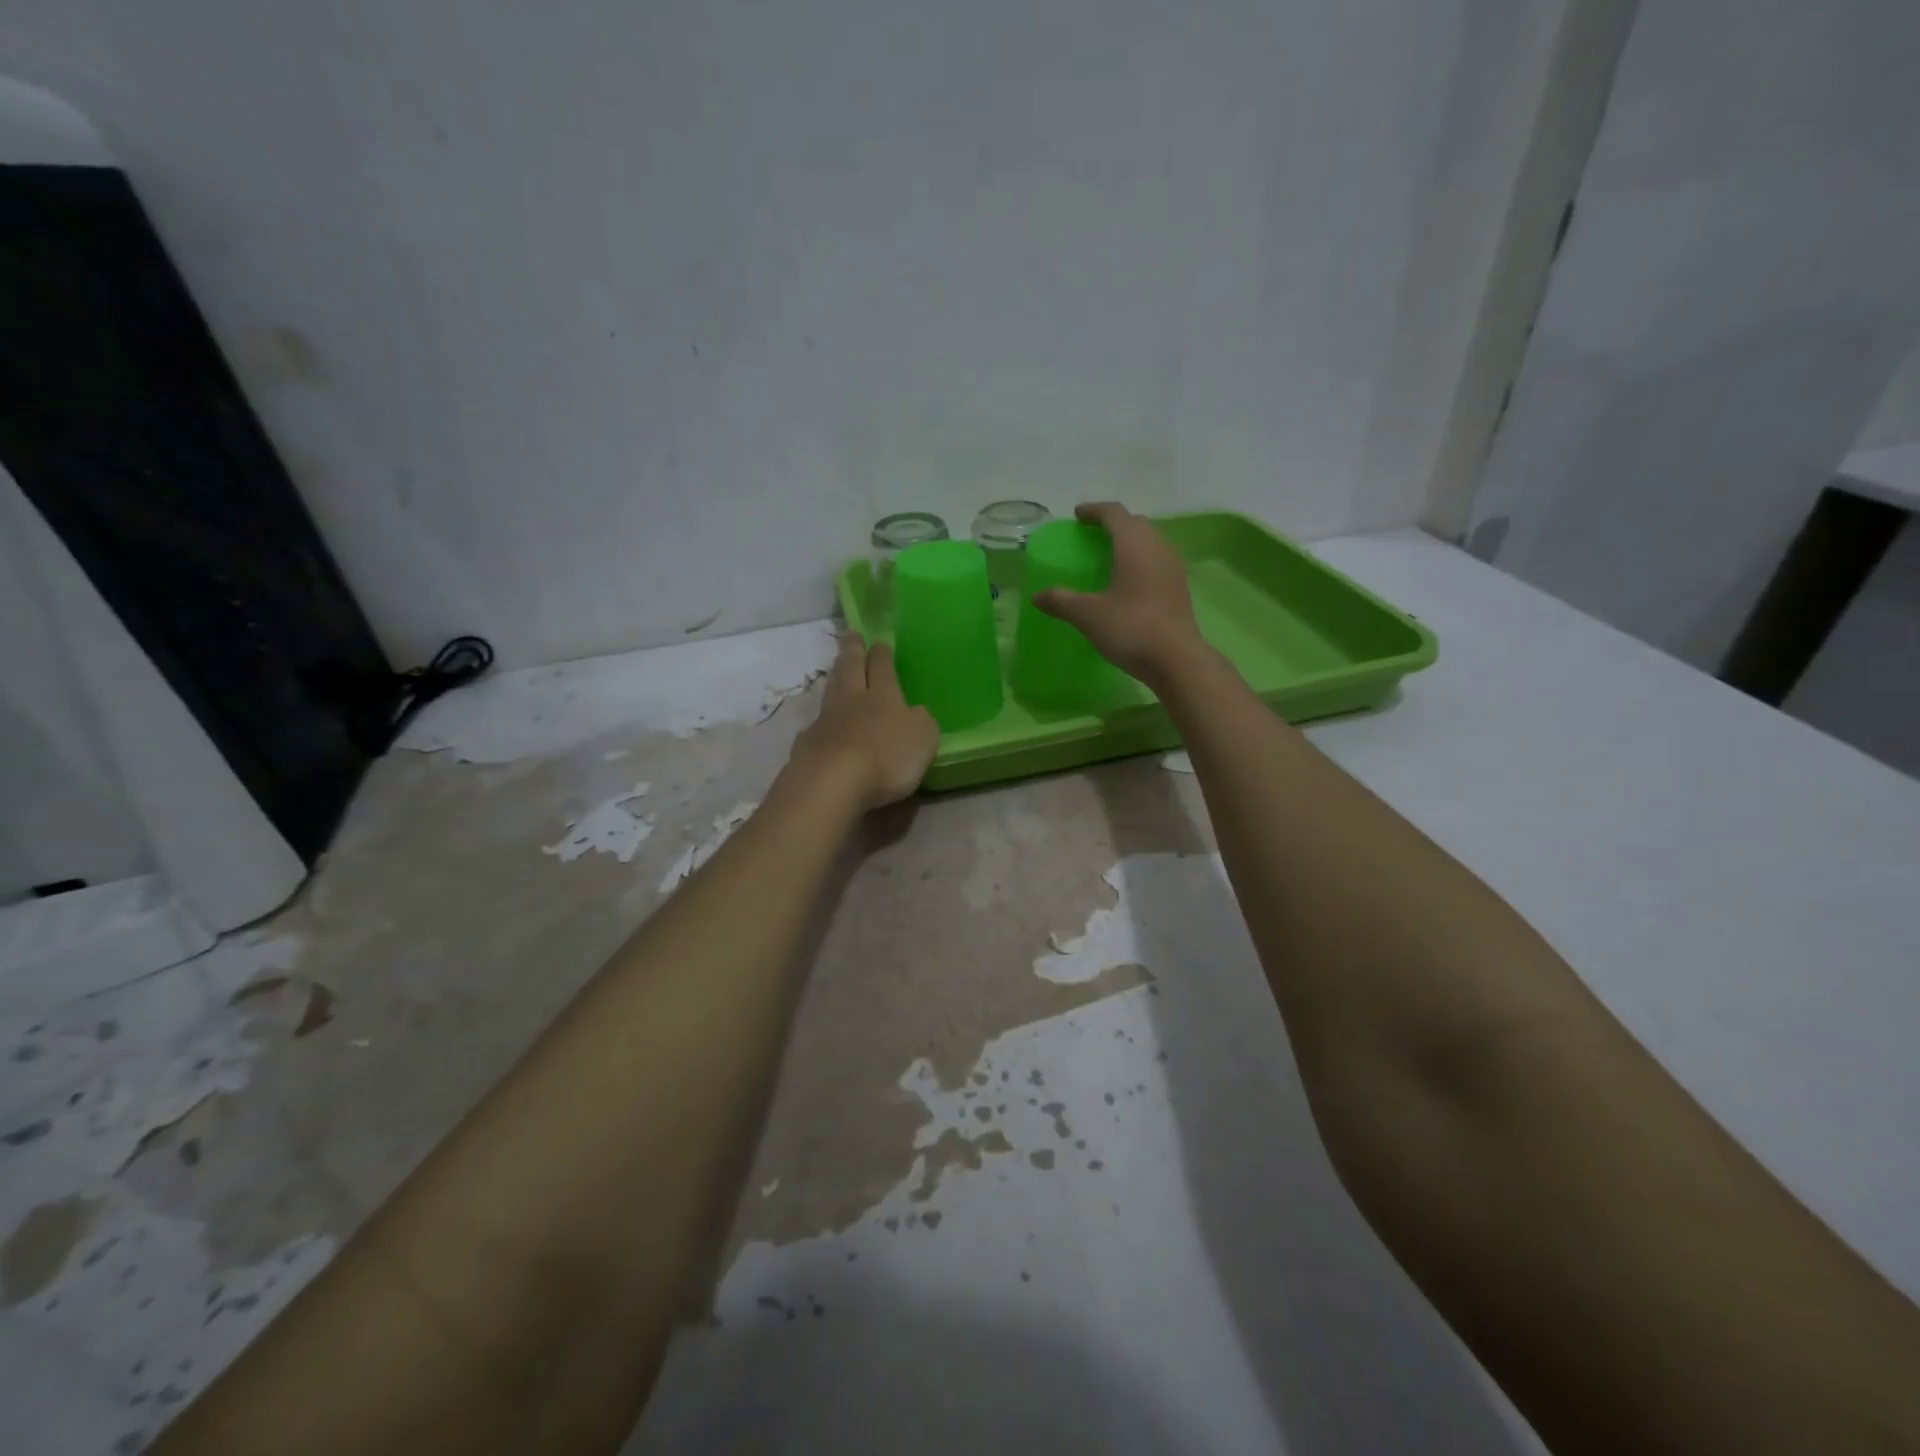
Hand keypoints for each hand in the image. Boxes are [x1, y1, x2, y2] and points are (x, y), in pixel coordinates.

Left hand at [785, 636, 939, 811]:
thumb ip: (921, 722)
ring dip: (835, 676)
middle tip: (851, 635)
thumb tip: (915, 712)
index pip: (882, 667)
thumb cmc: (887, 758)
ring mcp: (826, 720)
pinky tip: (821, 721)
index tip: (879, 641)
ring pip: (832, 690)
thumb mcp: (923, 740)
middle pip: (851, 669)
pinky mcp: (808, 743)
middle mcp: (853, 700)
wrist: (832, 782)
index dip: (882, 654)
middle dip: (853, 651)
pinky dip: (821, 717)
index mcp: (885, 696)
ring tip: (836, 667)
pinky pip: (816, 722)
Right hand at [1033, 502, 1205, 684]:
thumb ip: (1061, 601)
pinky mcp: (1179, 588)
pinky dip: (1140, 561)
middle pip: (1135, 523)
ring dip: (1129, 542)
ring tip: (1109, 558)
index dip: (1094, 510)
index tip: (1077, 515)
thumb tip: (1036, 596)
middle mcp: (1157, 547)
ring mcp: (1172, 567)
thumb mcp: (1088, 615)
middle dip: (1112, 524)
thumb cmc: (1131, 628)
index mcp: (1134, 544)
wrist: (1177, 660)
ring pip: (1149, 542)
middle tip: (1091, 536)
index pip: (1114, 513)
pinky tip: (1128, 582)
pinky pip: (1157, 561)